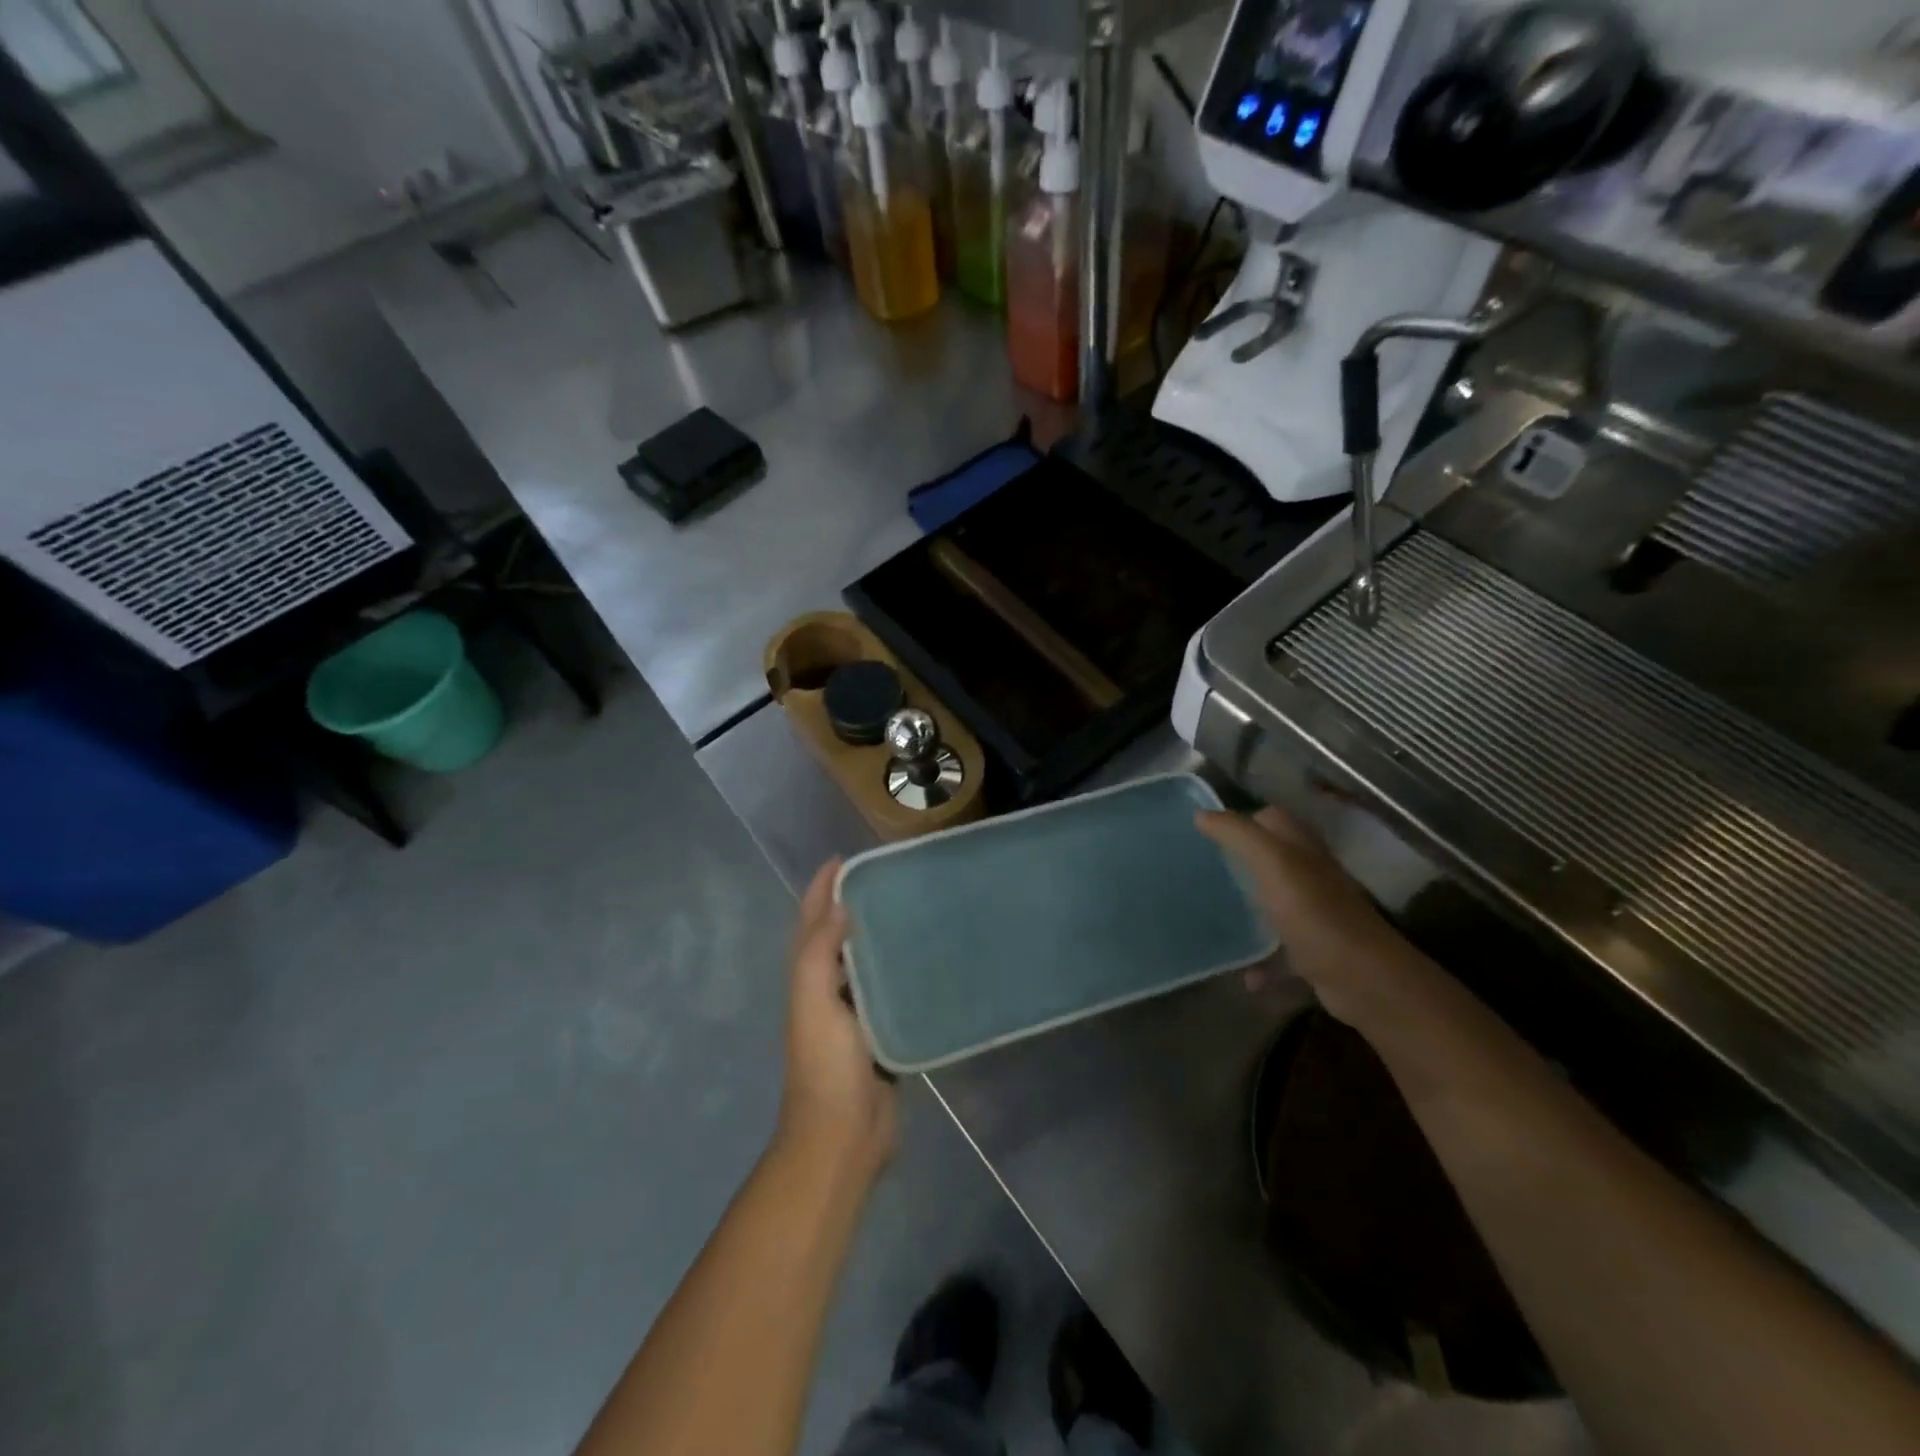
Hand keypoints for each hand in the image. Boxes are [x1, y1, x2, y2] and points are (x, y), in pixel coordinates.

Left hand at [776, 860, 896, 1179]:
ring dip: (878, 936)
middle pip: (838, 937)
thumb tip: (839, 905)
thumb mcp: (813, 1003)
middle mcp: (828, 990)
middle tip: (889, 876)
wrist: (843, 1136)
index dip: (822, 888)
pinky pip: (890, 992)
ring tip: (911, 907)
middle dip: (853, 904)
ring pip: (865, 963)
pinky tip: (928, 959)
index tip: (845, 857)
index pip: (812, 922)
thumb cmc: (825, 1066)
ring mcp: (855, 1015)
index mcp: (808, 979)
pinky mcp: (881, 1034)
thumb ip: (819, 953)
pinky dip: (900, 971)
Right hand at [1197, 806, 1419, 1029]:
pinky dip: (1260, 961)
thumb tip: (1200, 814)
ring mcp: (1313, 915)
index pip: (1270, 819)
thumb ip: (1237, 834)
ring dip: (1247, 910)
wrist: (1363, 979)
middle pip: (1270, 859)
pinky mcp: (1313, 951)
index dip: (1241, 820)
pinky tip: (1243, 972)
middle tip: (1199, 870)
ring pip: (1273, 903)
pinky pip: (1278, 952)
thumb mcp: (1272, 862)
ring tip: (1212, 914)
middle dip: (1237, 862)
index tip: (1203, 832)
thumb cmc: (1314, 913)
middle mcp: (1309, 876)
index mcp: (1302, 849)